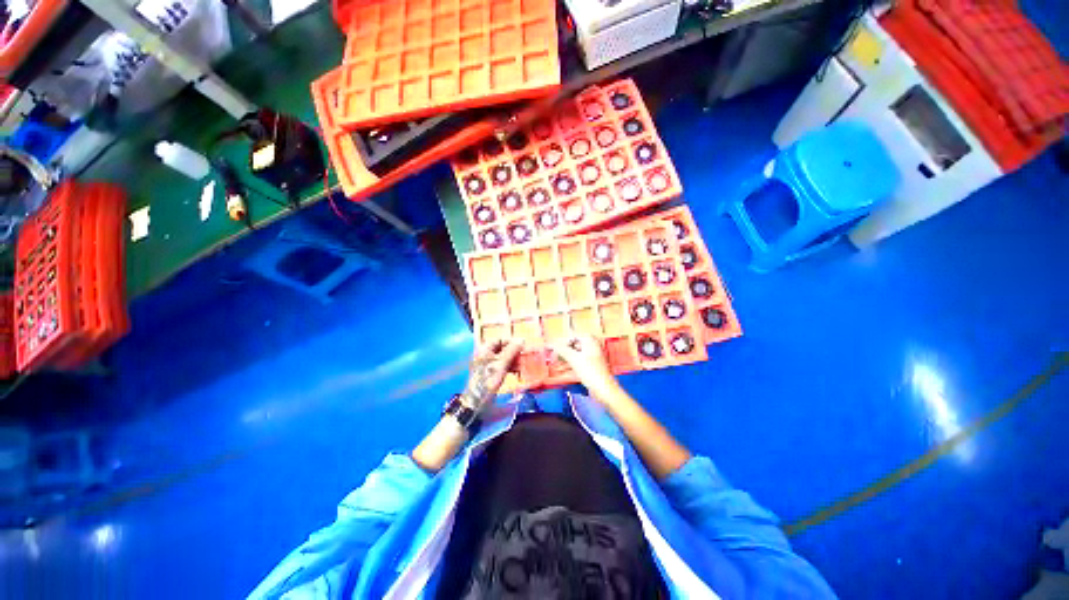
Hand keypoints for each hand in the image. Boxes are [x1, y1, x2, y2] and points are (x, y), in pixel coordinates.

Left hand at [460, 338, 523, 412]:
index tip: (522, 346)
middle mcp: (485, 355)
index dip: (511, 341)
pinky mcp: (490, 373)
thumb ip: (512, 351)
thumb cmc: (488, 380)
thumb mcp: (502, 364)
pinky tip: (518, 371)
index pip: (499, 339)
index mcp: (484, 350)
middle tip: (524, 356)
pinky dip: (510, 367)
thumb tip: (522, 339)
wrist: (477, 401)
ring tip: (523, 364)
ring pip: (503, 358)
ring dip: (513, 360)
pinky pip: (502, 366)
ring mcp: (487, 364)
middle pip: (502, 348)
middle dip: (514, 352)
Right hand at [550, 333, 618, 396]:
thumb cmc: (590, 371)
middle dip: (563, 352)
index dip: (562, 342)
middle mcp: (593, 346)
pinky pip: (579, 364)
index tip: (554, 349)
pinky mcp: (592, 368)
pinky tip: (561, 372)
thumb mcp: (574, 359)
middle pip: (574, 346)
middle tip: (553, 358)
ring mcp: (593, 358)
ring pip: (576, 355)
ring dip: (565, 360)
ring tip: (554, 366)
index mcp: (590, 341)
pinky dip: (570, 366)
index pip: (573, 336)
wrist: (604, 390)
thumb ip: (562, 350)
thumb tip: (552, 344)